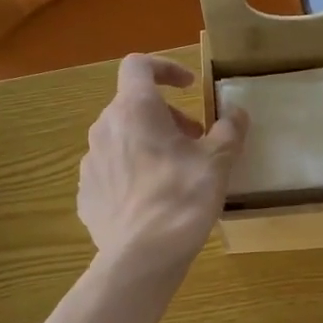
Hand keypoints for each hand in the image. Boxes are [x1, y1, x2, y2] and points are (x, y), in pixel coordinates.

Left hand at [78, 55, 246, 275]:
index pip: (139, 66)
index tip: (189, 86)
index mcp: (134, 110)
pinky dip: (132, 174)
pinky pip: (111, 172)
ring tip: (175, 173)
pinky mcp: (86, 194)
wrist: (141, 256)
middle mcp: (104, 128)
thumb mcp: (217, 162)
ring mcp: (91, 163)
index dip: (165, 68)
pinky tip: (153, 201)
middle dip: (165, 116)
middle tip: (194, 140)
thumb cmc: (182, 198)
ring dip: (148, 145)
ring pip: (121, 140)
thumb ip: (229, 130)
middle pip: (133, 107)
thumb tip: (236, 114)